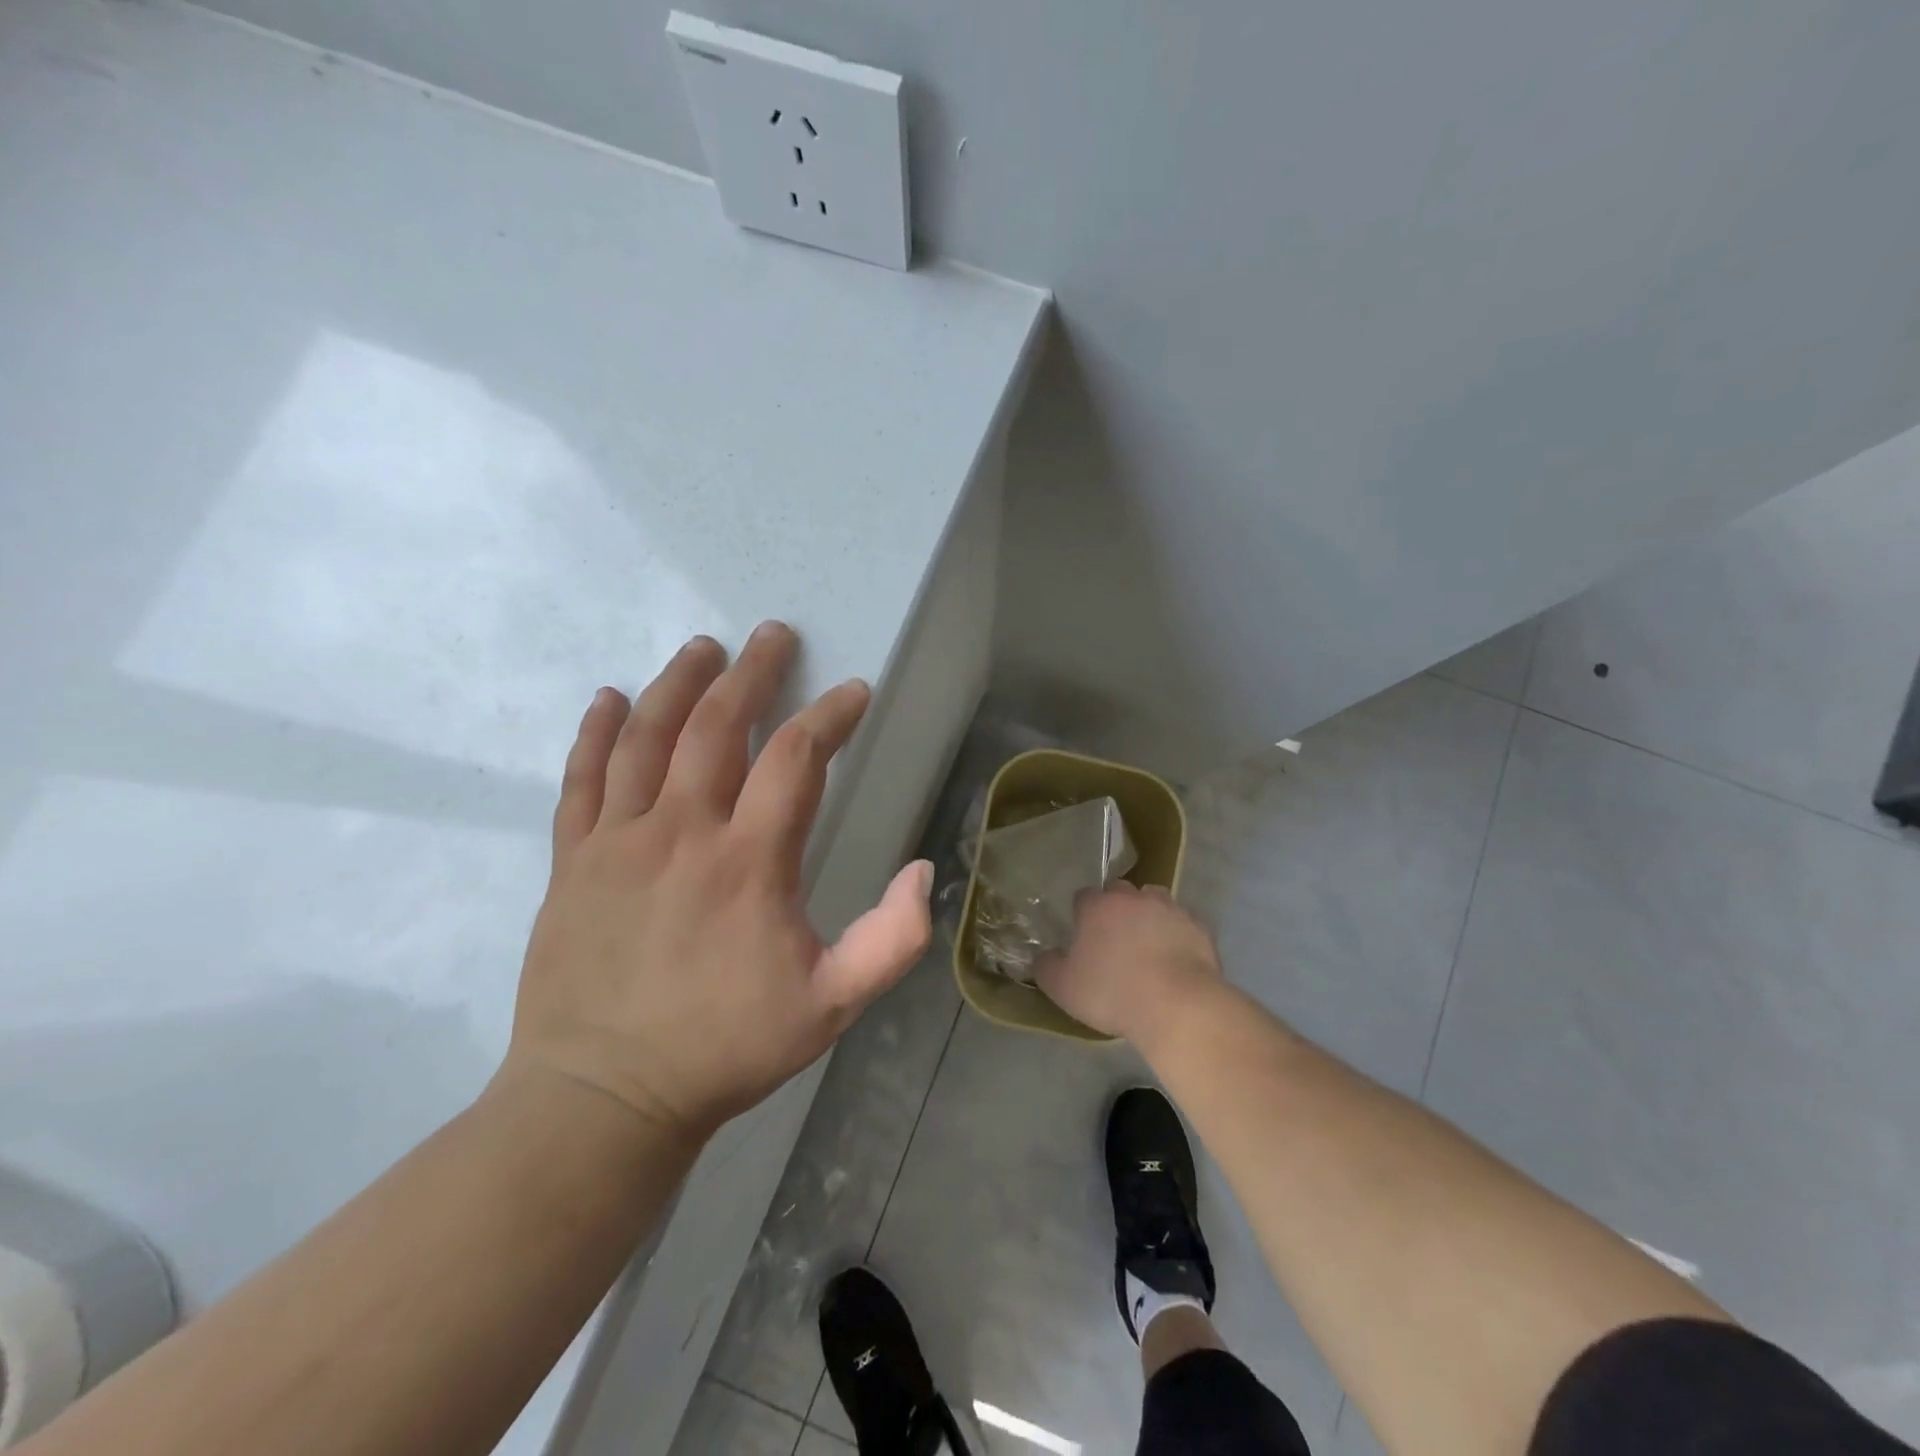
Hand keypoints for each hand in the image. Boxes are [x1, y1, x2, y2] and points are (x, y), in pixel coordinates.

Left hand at [502, 623, 932, 1143]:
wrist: (601, 1097)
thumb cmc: (725, 1048)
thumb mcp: (831, 1006)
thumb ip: (890, 939)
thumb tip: (921, 870)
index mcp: (749, 861)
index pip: (796, 759)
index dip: (829, 717)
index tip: (852, 694)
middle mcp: (681, 831)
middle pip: (717, 726)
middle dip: (752, 673)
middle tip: (772, 635)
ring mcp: (618, 841)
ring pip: (646, 737)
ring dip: (678, 683)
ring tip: (703, 648)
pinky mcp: (573, 860)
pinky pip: (581, 779)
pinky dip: (595, 733)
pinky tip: (608, 700)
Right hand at [1035, 883, 1223, 1047]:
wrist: (1178, 1006)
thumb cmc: (1112, 993)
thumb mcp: (1063, 988)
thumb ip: (1047, 966)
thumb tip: (1043, 956)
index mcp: (1098, 906)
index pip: (1083, 897)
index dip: (1082, 915)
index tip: (1084, 938)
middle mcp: (1133, 898)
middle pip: (1120, 892)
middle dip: (1116, 909)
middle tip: (1115, 941)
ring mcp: (1170, 908)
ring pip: (1154, 900)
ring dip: (1148, 915)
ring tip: (1148, 945)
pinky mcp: (1198, 926)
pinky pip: (1182, 924)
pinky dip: (1177, 935)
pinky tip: (1176, 959)